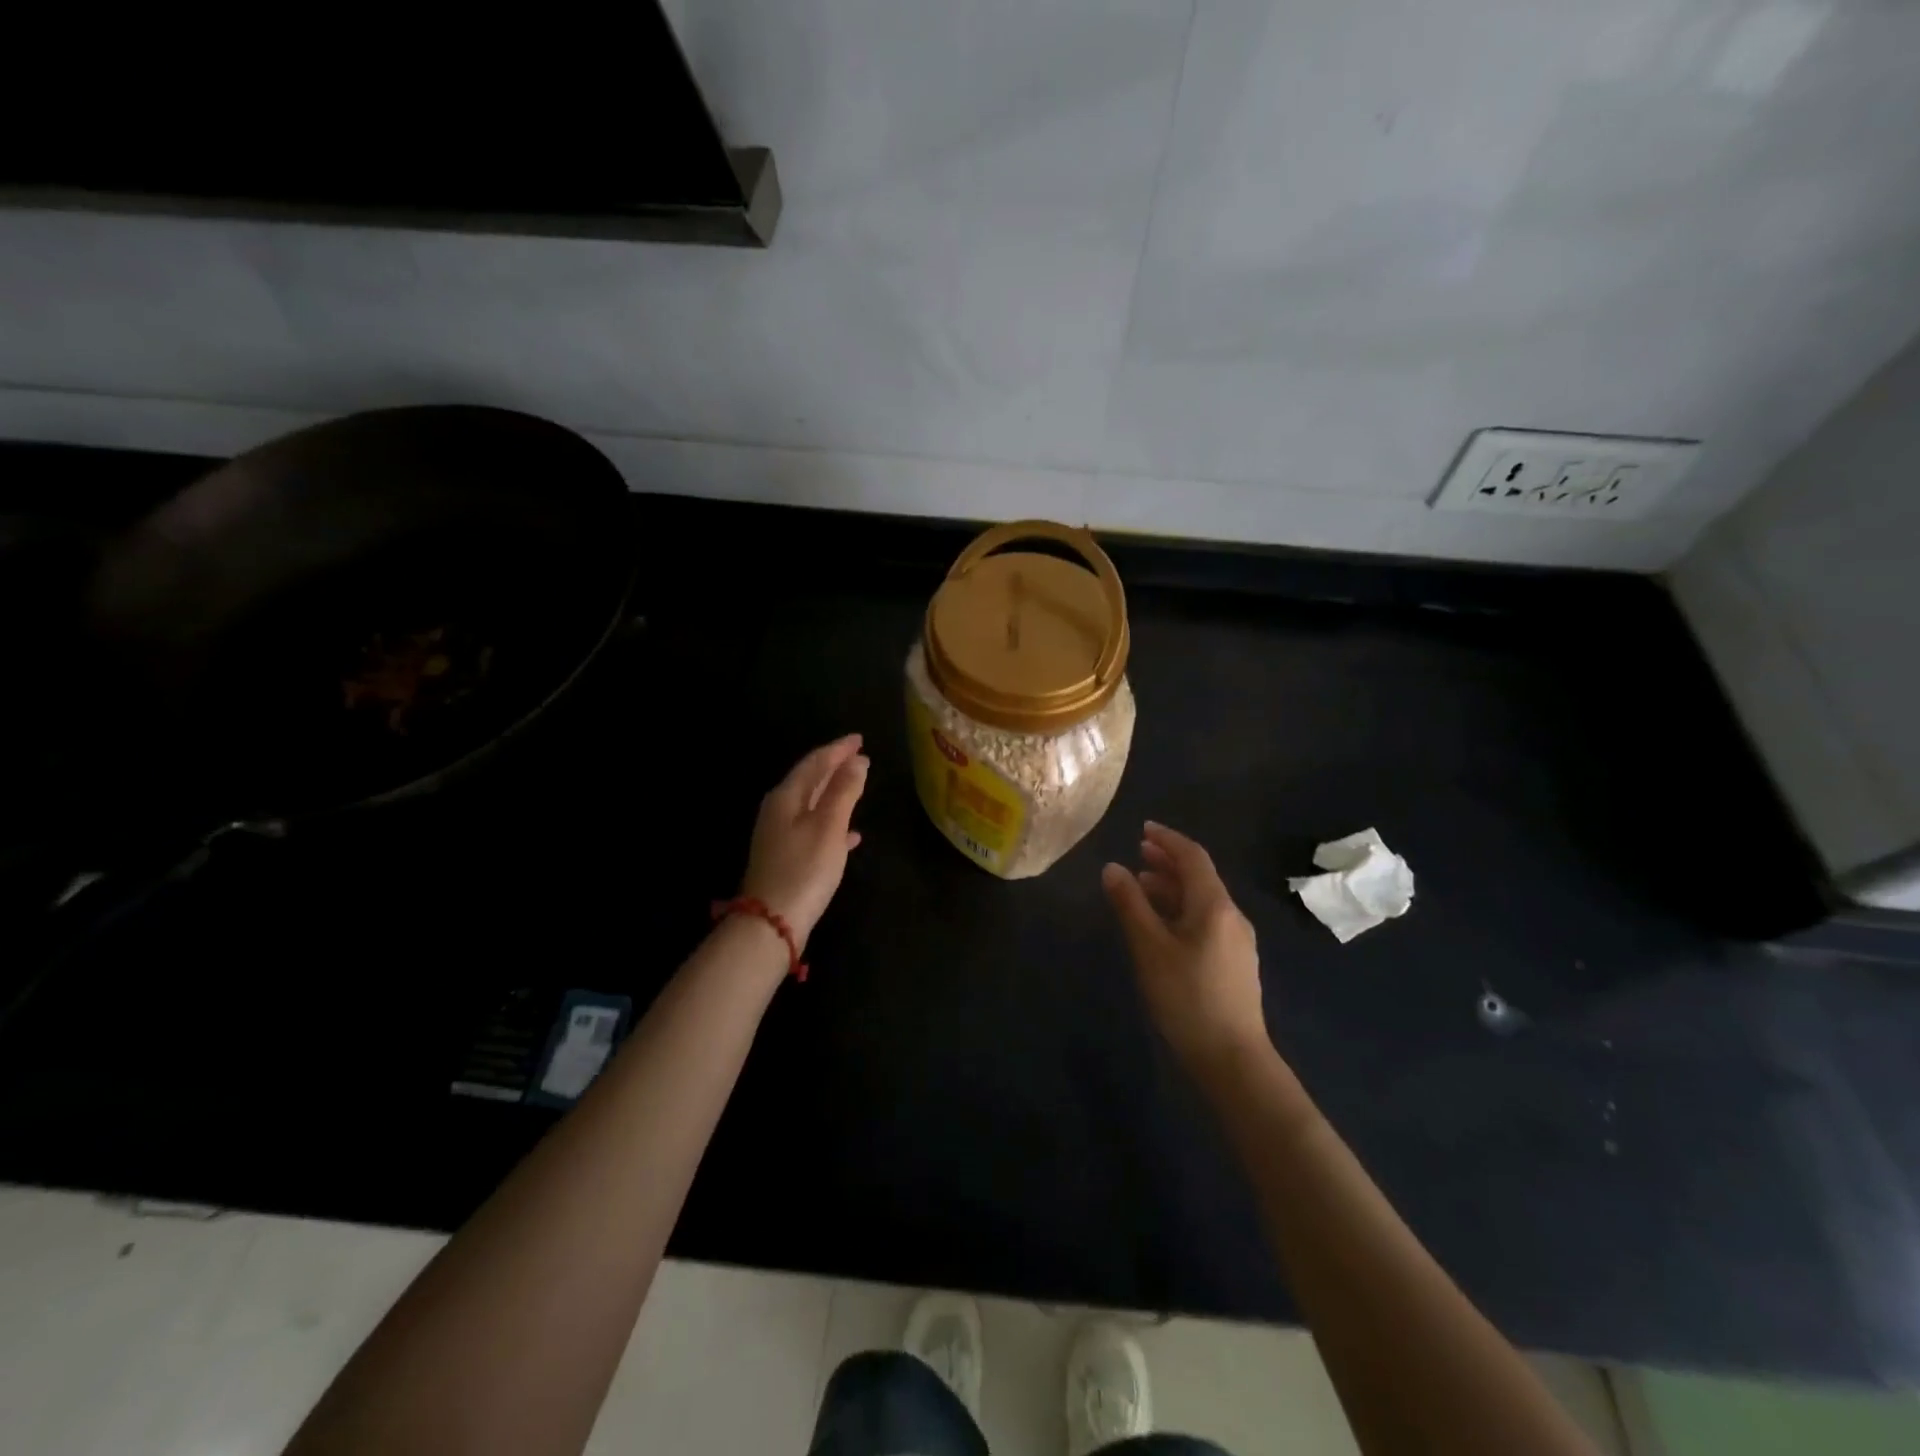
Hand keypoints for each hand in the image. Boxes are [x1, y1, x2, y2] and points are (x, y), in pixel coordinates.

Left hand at [739, 734, 869, 950]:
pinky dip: (833, 823)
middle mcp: (779, 810)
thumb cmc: (804, 868)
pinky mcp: (786, 858)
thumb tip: (858, 761)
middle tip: (858, 755)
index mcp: (787, 797)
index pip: (815, 762)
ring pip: (812, 804)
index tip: (859, 739)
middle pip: (809, 780)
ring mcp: (780, 835)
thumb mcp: (829, 825)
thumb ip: (844, 791)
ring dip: (834, 793)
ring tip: (857, 786)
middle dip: (834, 766)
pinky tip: (851, 834)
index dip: (838, 749)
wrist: (772, 921)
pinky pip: (813, 829)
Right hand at [1102, 822, 1269, 1077]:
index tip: (1142, 829)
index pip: (1193, 857)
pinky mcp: (1233, 963)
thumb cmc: (1186, 998)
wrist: (1232, 1059)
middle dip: (1168, 861)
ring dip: (1172, 887)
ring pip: (1202, 900)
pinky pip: (1205, 920)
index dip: (1167, 839)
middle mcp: (1231, 916)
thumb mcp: (1149, 948)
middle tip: (1138, 852)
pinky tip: (1161, 925)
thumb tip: (1112, 868)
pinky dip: (1180, 910)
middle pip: (1200, 877)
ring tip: (1141, 885)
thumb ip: (1130, 905)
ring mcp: (1236, 941)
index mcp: (1215, 906)